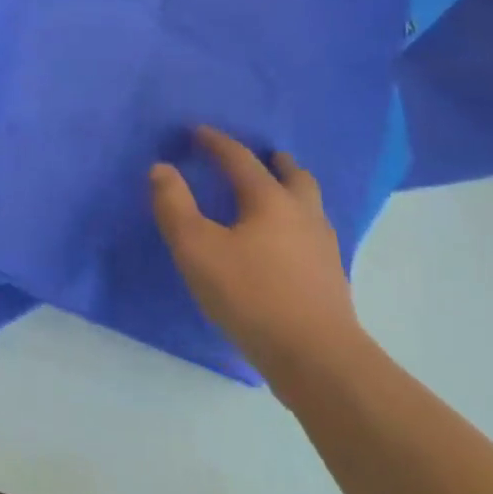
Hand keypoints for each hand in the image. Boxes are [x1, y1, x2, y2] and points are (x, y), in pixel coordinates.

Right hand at [151, 128, 362, 380]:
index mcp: (270, 200)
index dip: (217, 142)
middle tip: (261, 156)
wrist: (318, 361)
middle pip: (294, 176)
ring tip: (273, 196)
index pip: (240, 159)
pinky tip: (284, 243)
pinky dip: (297, 224)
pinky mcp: (331, 280)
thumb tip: (162, 168)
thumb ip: (174, 205)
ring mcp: (323, 248)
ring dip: (291, 191)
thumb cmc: (251, 295)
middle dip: (275, 162)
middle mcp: (302, 215)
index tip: (198, 132)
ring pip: (310, 205)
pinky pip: (313, 234)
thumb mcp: (196, 248)